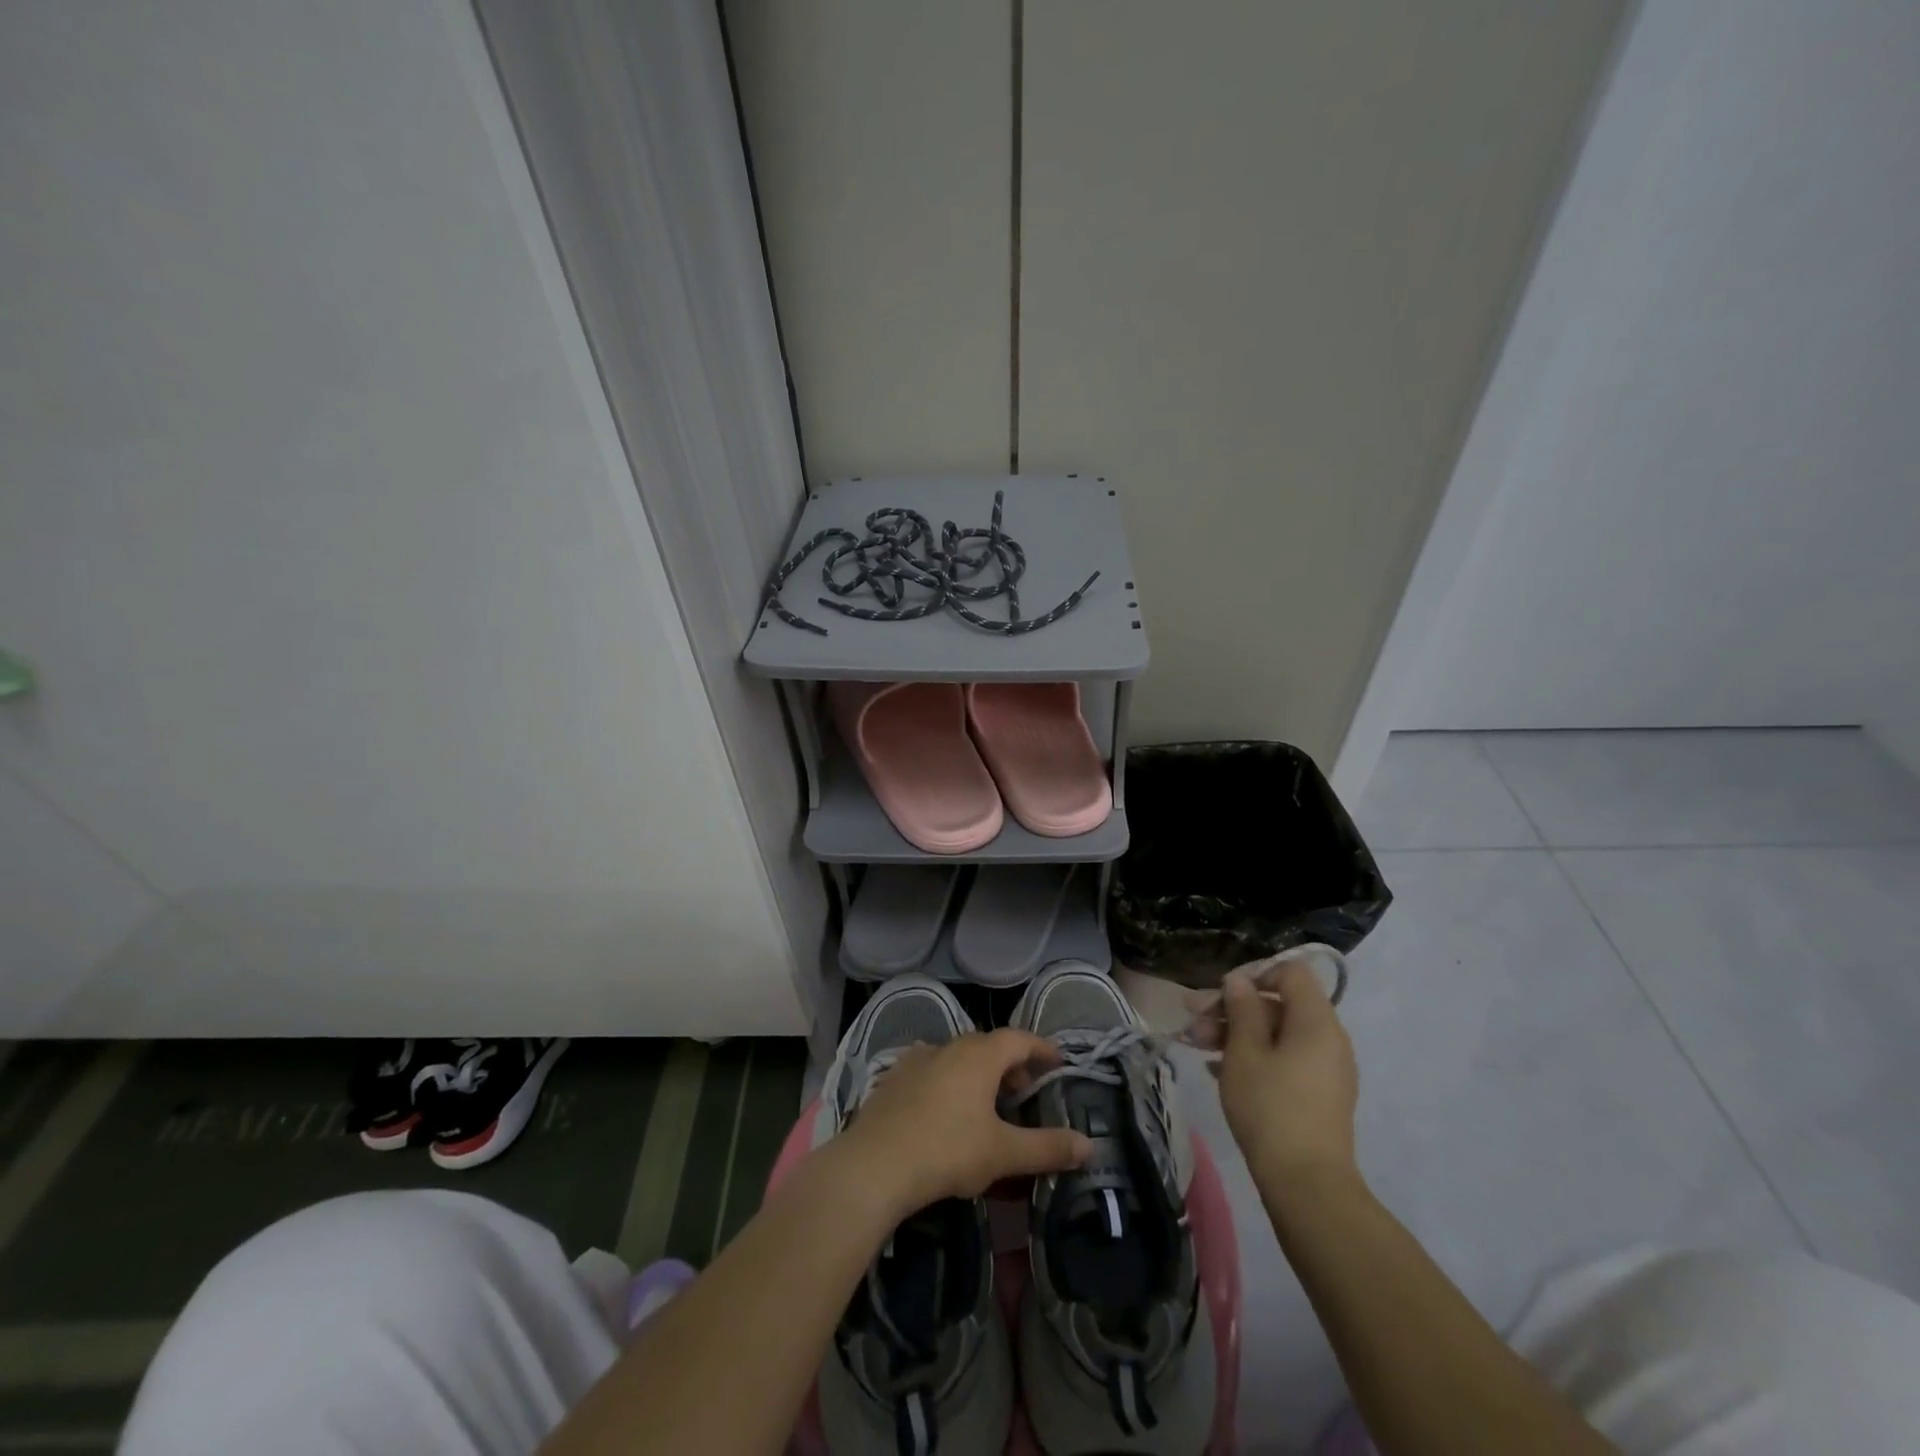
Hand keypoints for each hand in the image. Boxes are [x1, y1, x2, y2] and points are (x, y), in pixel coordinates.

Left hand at [836, 1029, 1092, 1217]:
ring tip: (986, 1102)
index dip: (1041, 1048)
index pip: (1019, 1038)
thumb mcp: (1004, 1153)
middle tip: (1023, 1089)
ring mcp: (917, 1059)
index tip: (1058, 1060)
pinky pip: (931, 1069)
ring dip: (977, 1072)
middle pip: (987, 1045)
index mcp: (980, 1056)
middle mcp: (949, 1046)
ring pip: (957, 1056)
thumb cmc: (947, 1151)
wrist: (875, 1164)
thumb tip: (1090, 1146)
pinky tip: (945, 1107)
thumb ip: (1048, 1148)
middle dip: (1010, 1063)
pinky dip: (948, 1080)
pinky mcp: (894, 1078)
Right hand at [1217, 958, 1359, 1185]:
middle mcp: (1329, 1040)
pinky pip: (1284, 1060)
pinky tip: (1217, 1070)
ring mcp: (1326, 1071)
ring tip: (1197, 1045)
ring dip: (1237, 1034)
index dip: (1255, 974)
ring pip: (1277, 1035)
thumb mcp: (1245, 1051)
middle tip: (1192, 1018)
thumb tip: (1239, 980)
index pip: (1292, 973)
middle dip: (1233, 1008)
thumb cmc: (1271, 1107)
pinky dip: (1253, 1057)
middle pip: (1279, 1005)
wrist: (1306, 1185)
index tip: (1221, 993)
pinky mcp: (1318, 1097)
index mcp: (1317, 1022)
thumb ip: (1242, 1009)